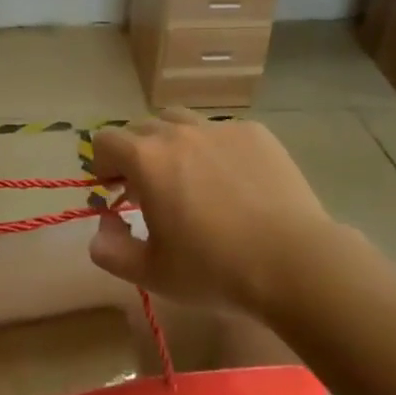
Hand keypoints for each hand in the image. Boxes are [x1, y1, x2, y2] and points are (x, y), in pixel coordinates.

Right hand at [88, 110, 346, 315]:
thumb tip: (102, 227)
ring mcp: (219, 128)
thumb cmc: (215, 270)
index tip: (115, 190)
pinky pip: (221, 132)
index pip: (105, 141)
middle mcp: (178, 132)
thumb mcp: (152, 273)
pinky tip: (234, 183)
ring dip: (172, 143)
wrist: (294, 262)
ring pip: (181, 121)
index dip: (102, 164)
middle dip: (136, 153)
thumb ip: (111, 250)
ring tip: (190, 178)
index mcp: (146, 159)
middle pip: (141, 127)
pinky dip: (214, 149)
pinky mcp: (255, 133)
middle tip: (150, 189)